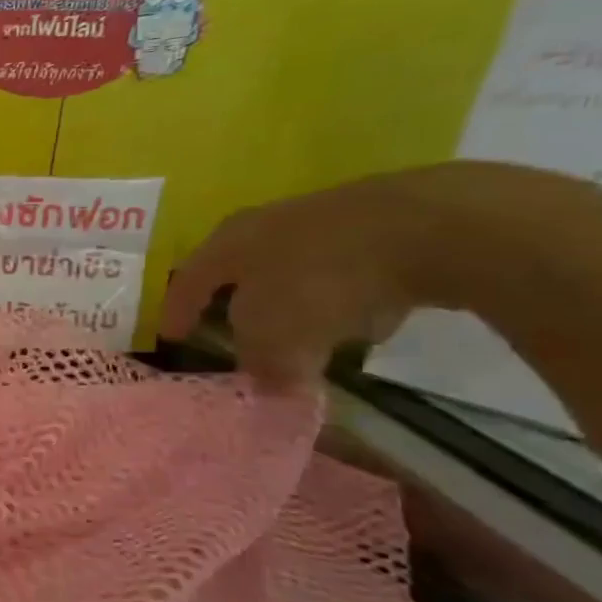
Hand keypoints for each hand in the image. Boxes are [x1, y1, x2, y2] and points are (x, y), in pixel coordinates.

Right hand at [159, 162, 601, 388]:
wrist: (430, 227)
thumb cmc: (320, 282)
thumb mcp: (275, 339)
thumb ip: (262, 366)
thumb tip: (268, 383)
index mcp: (225, 245)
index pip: (187, 282)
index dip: (177, 312)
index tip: (171, 336)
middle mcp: (264, 224)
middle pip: (240, 269)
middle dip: (238, 302)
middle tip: (236, 331)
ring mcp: (325, 218)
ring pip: (295, 267)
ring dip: (295, 299)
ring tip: (307, 333)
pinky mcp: (383, 223)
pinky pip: (349, 269)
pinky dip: (347, 294)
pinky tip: (367, 318)